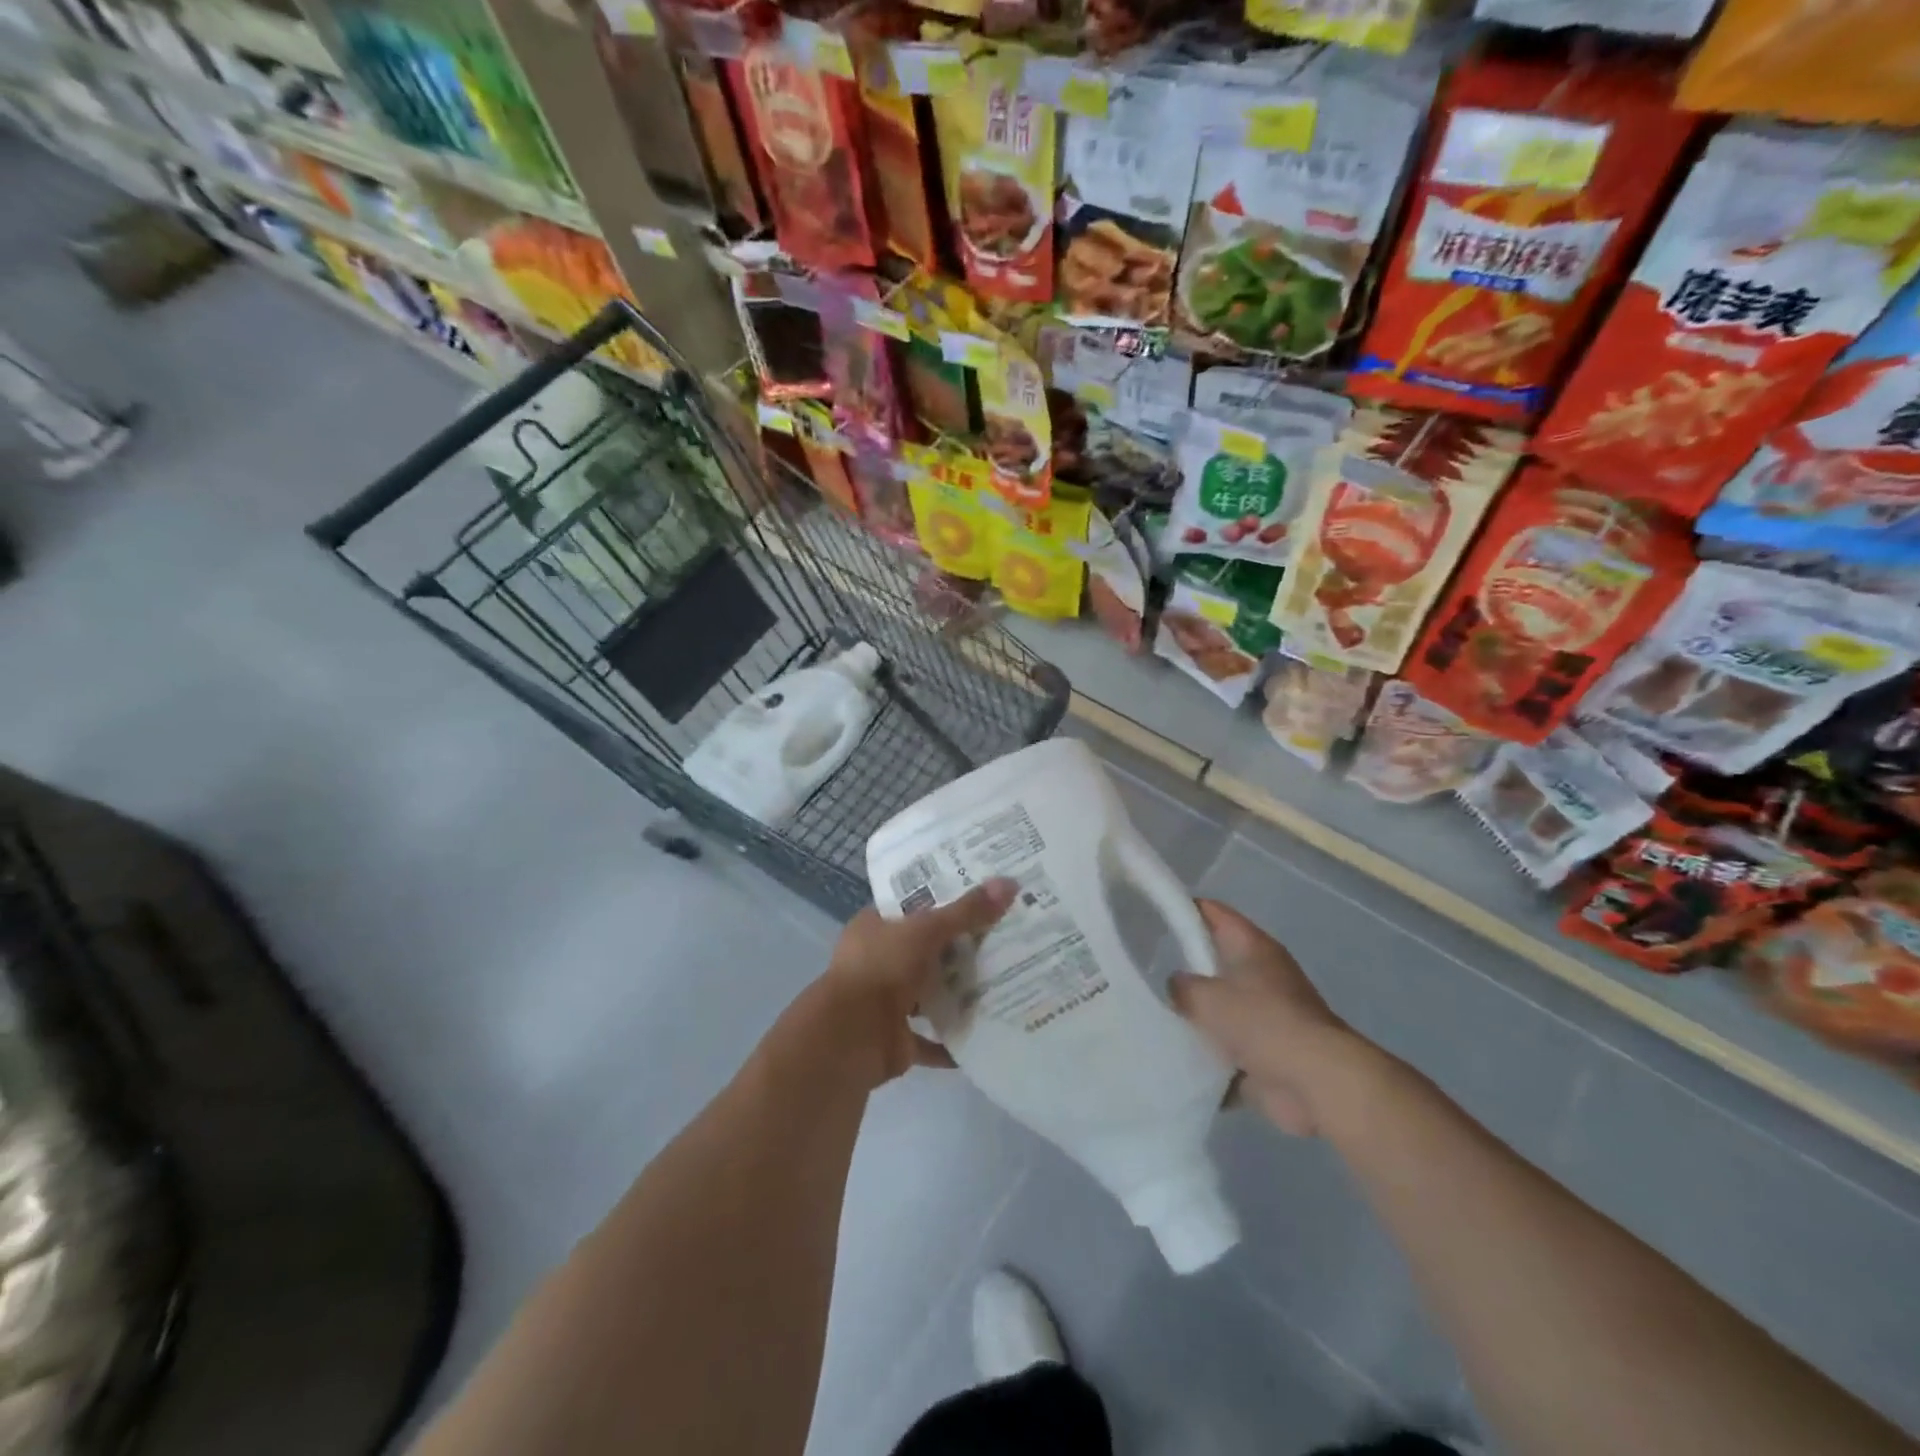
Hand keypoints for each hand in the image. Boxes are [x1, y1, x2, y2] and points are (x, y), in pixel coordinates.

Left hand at [815, 878, 1017, 1086]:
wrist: (850, 1038)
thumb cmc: (881, 969)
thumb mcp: (926, 930)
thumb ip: (967, 912)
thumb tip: (1010, 883)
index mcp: (874, 927)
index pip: (913, 906)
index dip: (944, 899)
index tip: (982, 894)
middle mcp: (878, 961)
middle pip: (926, 950)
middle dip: (960, 948)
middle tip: (1006, 936)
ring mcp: (886, 1002)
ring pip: (929, 994)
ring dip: (959, 993)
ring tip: (1005, 981)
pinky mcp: (897, 1039)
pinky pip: (933, 1039)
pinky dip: (955, 1039)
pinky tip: (989, 1031)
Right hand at [1170, 900, 1362, 1136]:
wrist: (1316, 1083)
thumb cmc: (1263, 1023)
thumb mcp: (1207, 997)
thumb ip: (1183, 987)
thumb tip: (1178, 986)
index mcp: (1252, 948)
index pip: (1213, 913)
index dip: (1183, 909)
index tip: (1152, 914)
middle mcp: (1262, 975)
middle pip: (1215, 962)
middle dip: (1184, 968)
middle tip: (1146, 972)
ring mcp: (1266, 1017)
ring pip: (1220, 1009)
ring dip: (1196, 1018)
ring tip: (1155, 1019)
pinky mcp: (1268, 1055)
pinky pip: (1227, 1050)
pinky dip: (1208, 1057)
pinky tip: (1176, 1059)